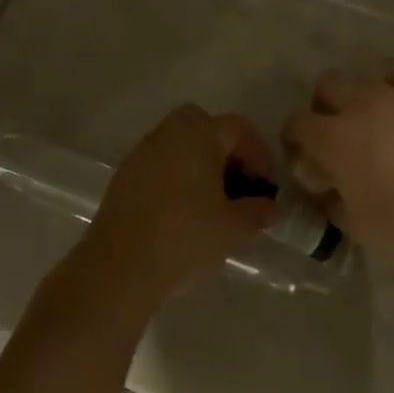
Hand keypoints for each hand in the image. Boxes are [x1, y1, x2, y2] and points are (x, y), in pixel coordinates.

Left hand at [81, 104, 279, 308]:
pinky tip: (183, 212)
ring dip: (199, 164)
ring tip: (213, 202)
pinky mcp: (124, 178)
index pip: (238, 128)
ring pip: (178, 144)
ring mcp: (140, 154)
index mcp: (197, 135)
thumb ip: (258, 211)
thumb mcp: (234, 227)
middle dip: (224, 149)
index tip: (266, 187)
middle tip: (237, 183)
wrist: (121, 267)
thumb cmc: (185, 237)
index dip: (259, 154)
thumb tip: (272, 207)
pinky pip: (159, 165)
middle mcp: (166, 134)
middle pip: (202, 125)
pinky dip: (176, 177)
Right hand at [282, 70, 393, 253]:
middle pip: (328, 84)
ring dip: (361, 97)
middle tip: (335, 131)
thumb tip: (331, 191)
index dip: (294, 139)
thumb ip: (334, 200)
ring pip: (366, 79)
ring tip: (374, 123)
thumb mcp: (353, 222)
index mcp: (333, 137)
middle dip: (324, 104)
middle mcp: (360, 106)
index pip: (297, 124)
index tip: (303, 156)